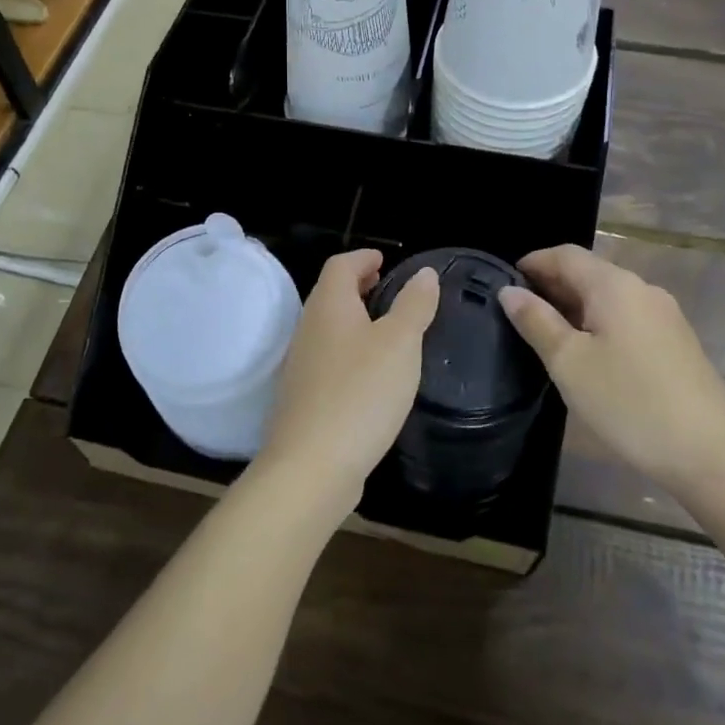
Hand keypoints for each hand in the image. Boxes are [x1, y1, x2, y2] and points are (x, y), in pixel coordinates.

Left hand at [258, 249, 439, 512]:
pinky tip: (371, 374)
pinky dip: (349, 350)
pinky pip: (327, 358)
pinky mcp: (303, 398)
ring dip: (353, 319)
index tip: (384, 259)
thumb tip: (424, 273)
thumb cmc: (361, 393)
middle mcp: (308, 329)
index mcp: (329, 306)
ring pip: (328, 328)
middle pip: (330, 294)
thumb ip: (413, 305)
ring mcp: (301, 366)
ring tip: (385, 328)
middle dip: (357, 286)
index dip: (362, 257)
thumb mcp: (400, 343)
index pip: (340, 265)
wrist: (311, 467)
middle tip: (386, 287)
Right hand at [499, 245, 724, 493]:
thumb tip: (509, 292)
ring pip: (609, 298)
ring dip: (574, 307)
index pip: (565, 255)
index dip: (533, 262)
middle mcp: (643, 290)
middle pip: (589, 273)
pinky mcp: (677, 344)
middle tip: (518, 313)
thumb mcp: (569, 362)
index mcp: (615, 285)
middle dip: (551, 286)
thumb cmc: (629, 402)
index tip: (504, 283)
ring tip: (546, 336)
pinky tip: (587, 356)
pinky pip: (627, 319)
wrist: (712, 455)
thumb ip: (536, 321)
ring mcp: (665, 317)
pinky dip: (599, 325)